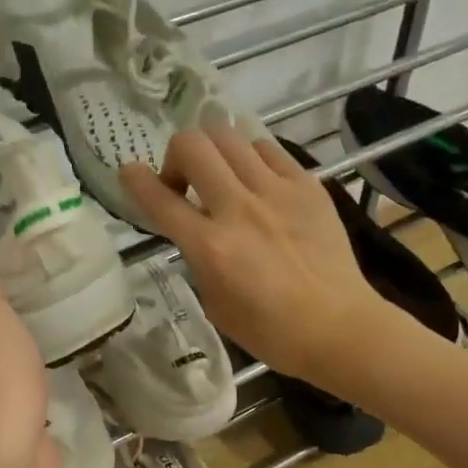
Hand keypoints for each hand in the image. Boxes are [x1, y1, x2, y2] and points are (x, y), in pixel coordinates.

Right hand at [122, 129, 394, 384]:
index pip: (160, 200)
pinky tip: (257, 181)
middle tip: (185, 183)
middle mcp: (238, 209)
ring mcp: (276, 191)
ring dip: (213, 151)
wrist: (338, 326)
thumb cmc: (272, 331)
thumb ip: (199, 261)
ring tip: (222, 177)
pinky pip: (268, 149)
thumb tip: (196, 235)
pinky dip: (251, 157)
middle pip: (192, 145)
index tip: (129, 173)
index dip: (135, 181)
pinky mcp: (307, 185)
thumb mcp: (216, 305)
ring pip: (229, 136)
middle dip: (176, 157)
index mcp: (211, 247)